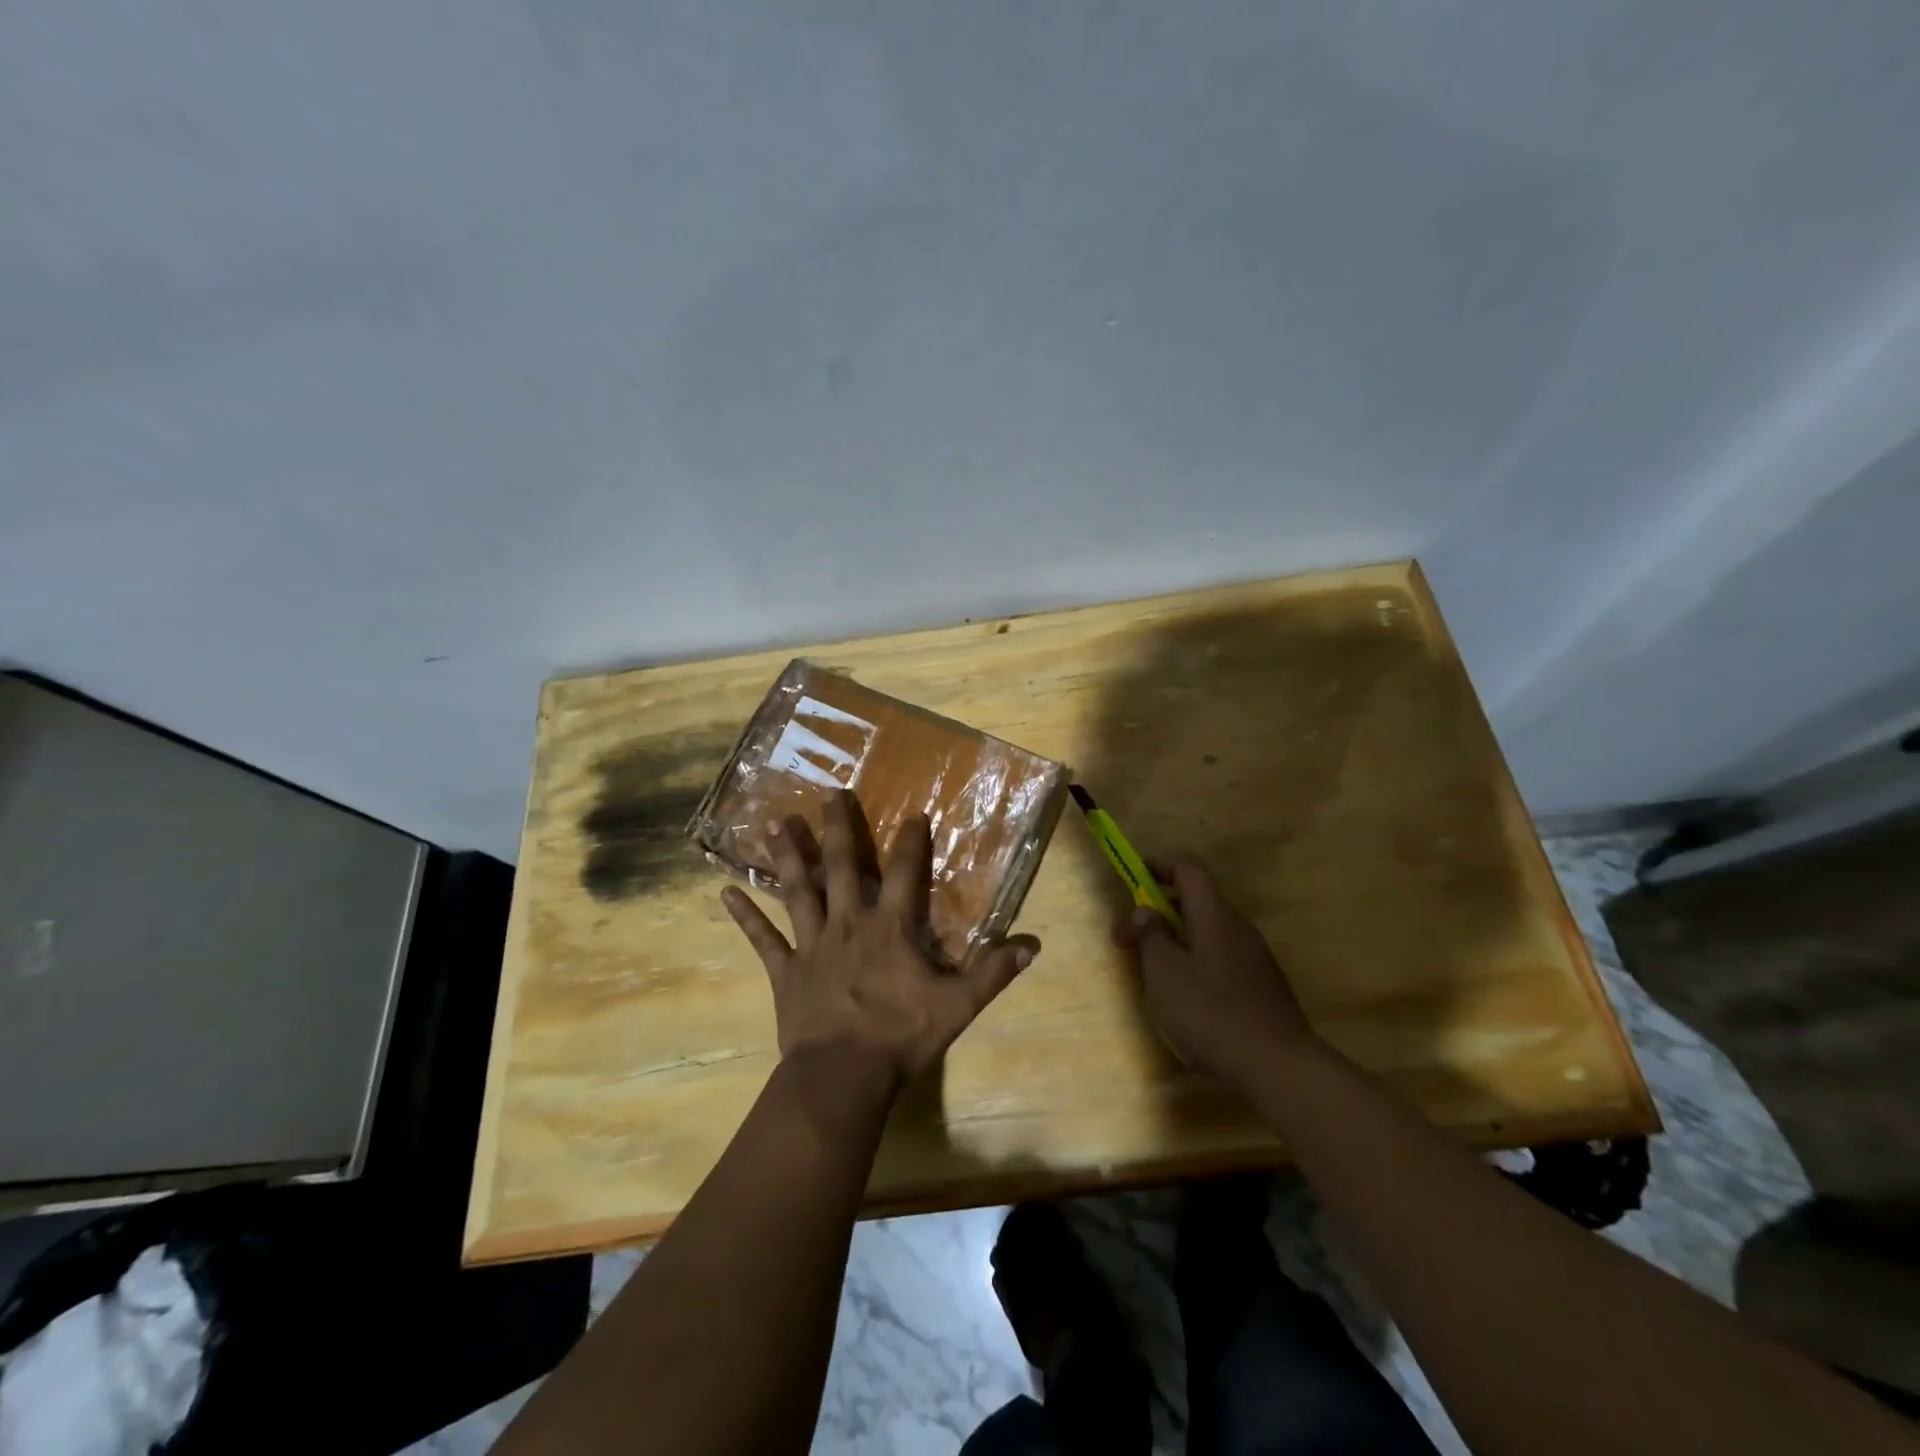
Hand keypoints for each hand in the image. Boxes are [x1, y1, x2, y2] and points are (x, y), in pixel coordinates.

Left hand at [721, 790, 1039, 1095]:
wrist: (841, 1077)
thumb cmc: (900, 1037)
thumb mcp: (956, 1006)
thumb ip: (992, 973)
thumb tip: (1032, 945)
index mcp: (889, 927)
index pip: (903, 873)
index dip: (910, 841)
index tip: (912, 813)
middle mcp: (848, 923)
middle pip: (841, 866)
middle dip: (838, 828)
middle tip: (829, 792)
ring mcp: (812, 944)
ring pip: (798, 890)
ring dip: (787, 856)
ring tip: (776, 822)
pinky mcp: (785, 970)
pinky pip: (762, 939)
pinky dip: (745, 916)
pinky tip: (724, 892)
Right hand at [1114, 855, 1317, 1088]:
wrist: (1279, 1067)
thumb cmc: (1211, 1012)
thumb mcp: (1164, 973)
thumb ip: (1151, 936)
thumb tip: (1145, 911)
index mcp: (1214, 913)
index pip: (1187, 867)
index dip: (1158, 865)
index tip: (1131, 882)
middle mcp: (1238, 926)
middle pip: (1196, 900)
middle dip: (1159, 912)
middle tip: (1130, 942)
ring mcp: (1254, 957)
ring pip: (1207, 932)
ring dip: (1176, 941)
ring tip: (1154, 976)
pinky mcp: (1262, 986)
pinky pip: (1221, 958)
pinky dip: (1196, 964)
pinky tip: (1187, 1002)